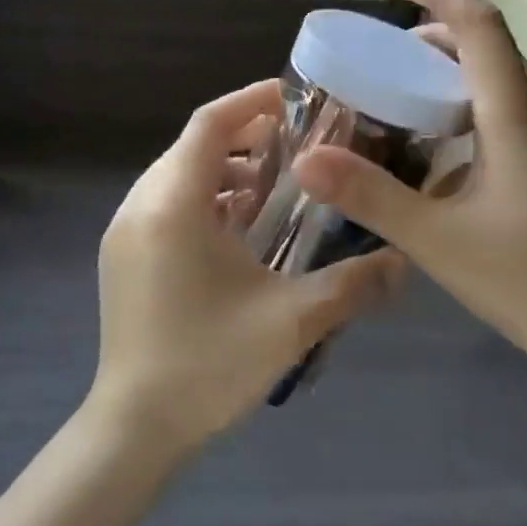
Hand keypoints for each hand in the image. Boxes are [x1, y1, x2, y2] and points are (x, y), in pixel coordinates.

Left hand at [91, 80, 402, 453]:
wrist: (133, 427)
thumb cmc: (207, 364)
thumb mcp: (290, 321)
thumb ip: (351, 285)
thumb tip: (404, 261)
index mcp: (173, 203)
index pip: (210, 123)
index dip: (251, 101)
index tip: (295, 98)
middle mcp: (140, 204)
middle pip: (194, 145)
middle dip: (245, 137)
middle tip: (298, 148)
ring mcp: (124, 231)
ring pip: (178, 175)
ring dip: (225, 172)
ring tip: (275, 192)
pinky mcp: (122, 255)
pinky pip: (165, 204)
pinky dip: (203, 200)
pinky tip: (238, 232)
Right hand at [293, 0, 526, 401]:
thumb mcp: (438, 241)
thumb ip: (370, 196)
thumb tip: (305, 158)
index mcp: (514, 117)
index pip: (479, 26)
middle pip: (487, 48)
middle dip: (432, 33)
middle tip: (378, 53)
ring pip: (496, 83)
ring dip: (447, 72)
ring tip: (396, 94)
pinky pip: (502, 116)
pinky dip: (461, 108)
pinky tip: (433, 152)